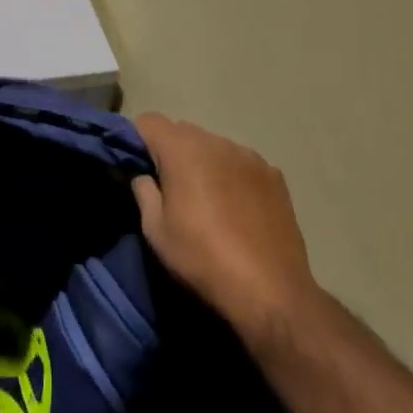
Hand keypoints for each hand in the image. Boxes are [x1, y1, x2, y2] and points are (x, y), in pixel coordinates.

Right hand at [131, 114, 320, 352]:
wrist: (270, 291)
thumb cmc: (203, 259)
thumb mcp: (156, 231)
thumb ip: (144, 192)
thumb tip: (145, 176)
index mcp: (183, 150)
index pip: (149, 121)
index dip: (137, 139)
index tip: (137, 166)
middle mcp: (217, 142)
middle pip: (183, 131)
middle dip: (171, 151)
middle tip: (170, 188)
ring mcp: (250, 156)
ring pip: (214, 146)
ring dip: (204, 162)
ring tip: (208, 200)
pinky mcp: (274, 175)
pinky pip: (242, 163)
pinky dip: (232, 175)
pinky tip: (238, 208)